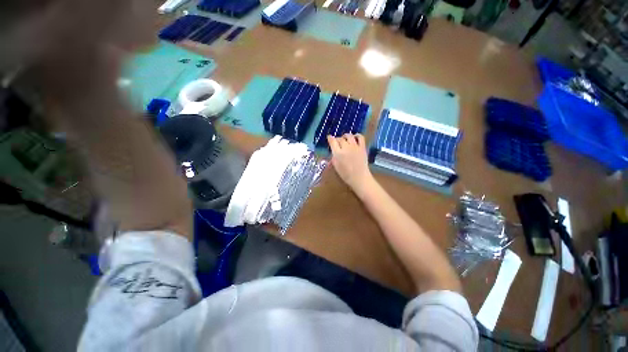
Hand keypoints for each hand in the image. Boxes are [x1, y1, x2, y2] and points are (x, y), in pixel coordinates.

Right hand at [327, 134, 373, 192]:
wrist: (359, 177)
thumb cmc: (346, 174)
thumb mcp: (336, 166)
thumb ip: (333, 157)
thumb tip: (333, 151)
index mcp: (338, 153)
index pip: (332, 141)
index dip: (330, 138)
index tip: (329, 138)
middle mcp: (346, 147)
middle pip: (340, 138)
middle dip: (337, 139)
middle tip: (337, 142)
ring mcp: (355, 146)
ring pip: (349, 136)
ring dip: (345, 136)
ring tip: (345, 139)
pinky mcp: (362, 147)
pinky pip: (360, 137)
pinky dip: (357, 135)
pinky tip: (355, 137)